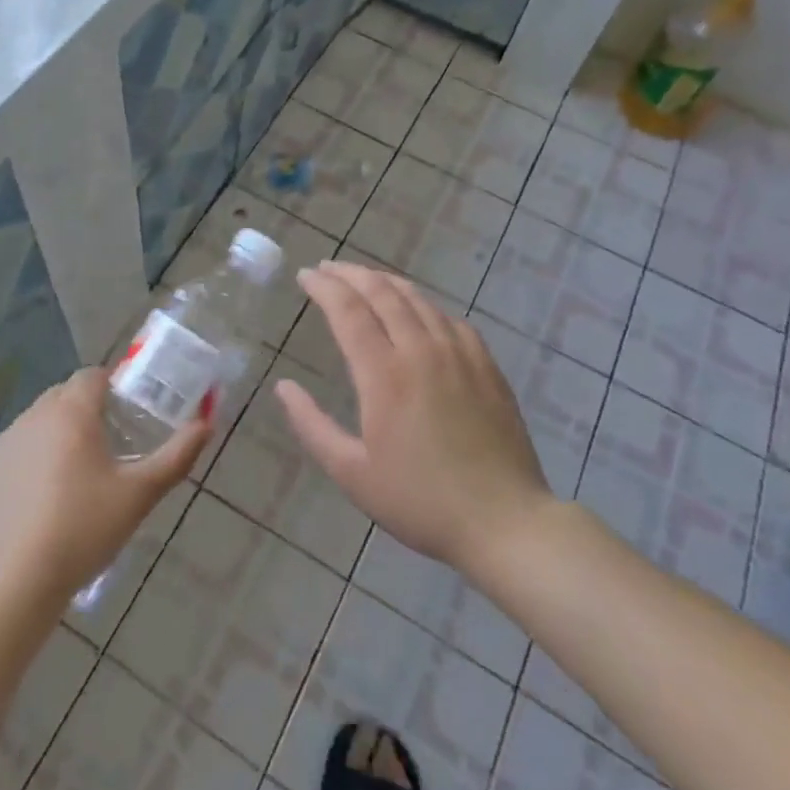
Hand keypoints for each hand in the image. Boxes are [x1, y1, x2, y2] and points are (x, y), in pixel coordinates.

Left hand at [0, 366, 206, 619]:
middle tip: (101, 453)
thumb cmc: (84, 531)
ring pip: (31, 427)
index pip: (92, 377)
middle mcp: (31, 417)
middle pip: (61, 398)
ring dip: (49, 440)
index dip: (110, 389)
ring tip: (65, 485)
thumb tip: (206, 425)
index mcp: (71, 413)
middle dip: (81, 413)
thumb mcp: (140, 495)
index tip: (123, 417)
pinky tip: (29, 508)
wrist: (14, 585)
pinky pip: (4, 460)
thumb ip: (176, 456)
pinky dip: (18, 471)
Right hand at [278, 262, 550, 578]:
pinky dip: (422, 304)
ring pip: (417, 299)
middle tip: (327, 268)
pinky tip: (417, 310)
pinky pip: (448, 318)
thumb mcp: (353, 474)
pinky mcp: (485, 364)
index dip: (323, 287)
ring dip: (384, 282)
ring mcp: (458, 353)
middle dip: (349, 274)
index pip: (348, 310)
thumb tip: (284, 387)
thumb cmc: (420, 501)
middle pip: (381, 292)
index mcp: (384, 374)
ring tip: (364, 278)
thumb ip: (312, 426)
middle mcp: (421, 350)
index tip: (305, 276)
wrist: (504, 521)